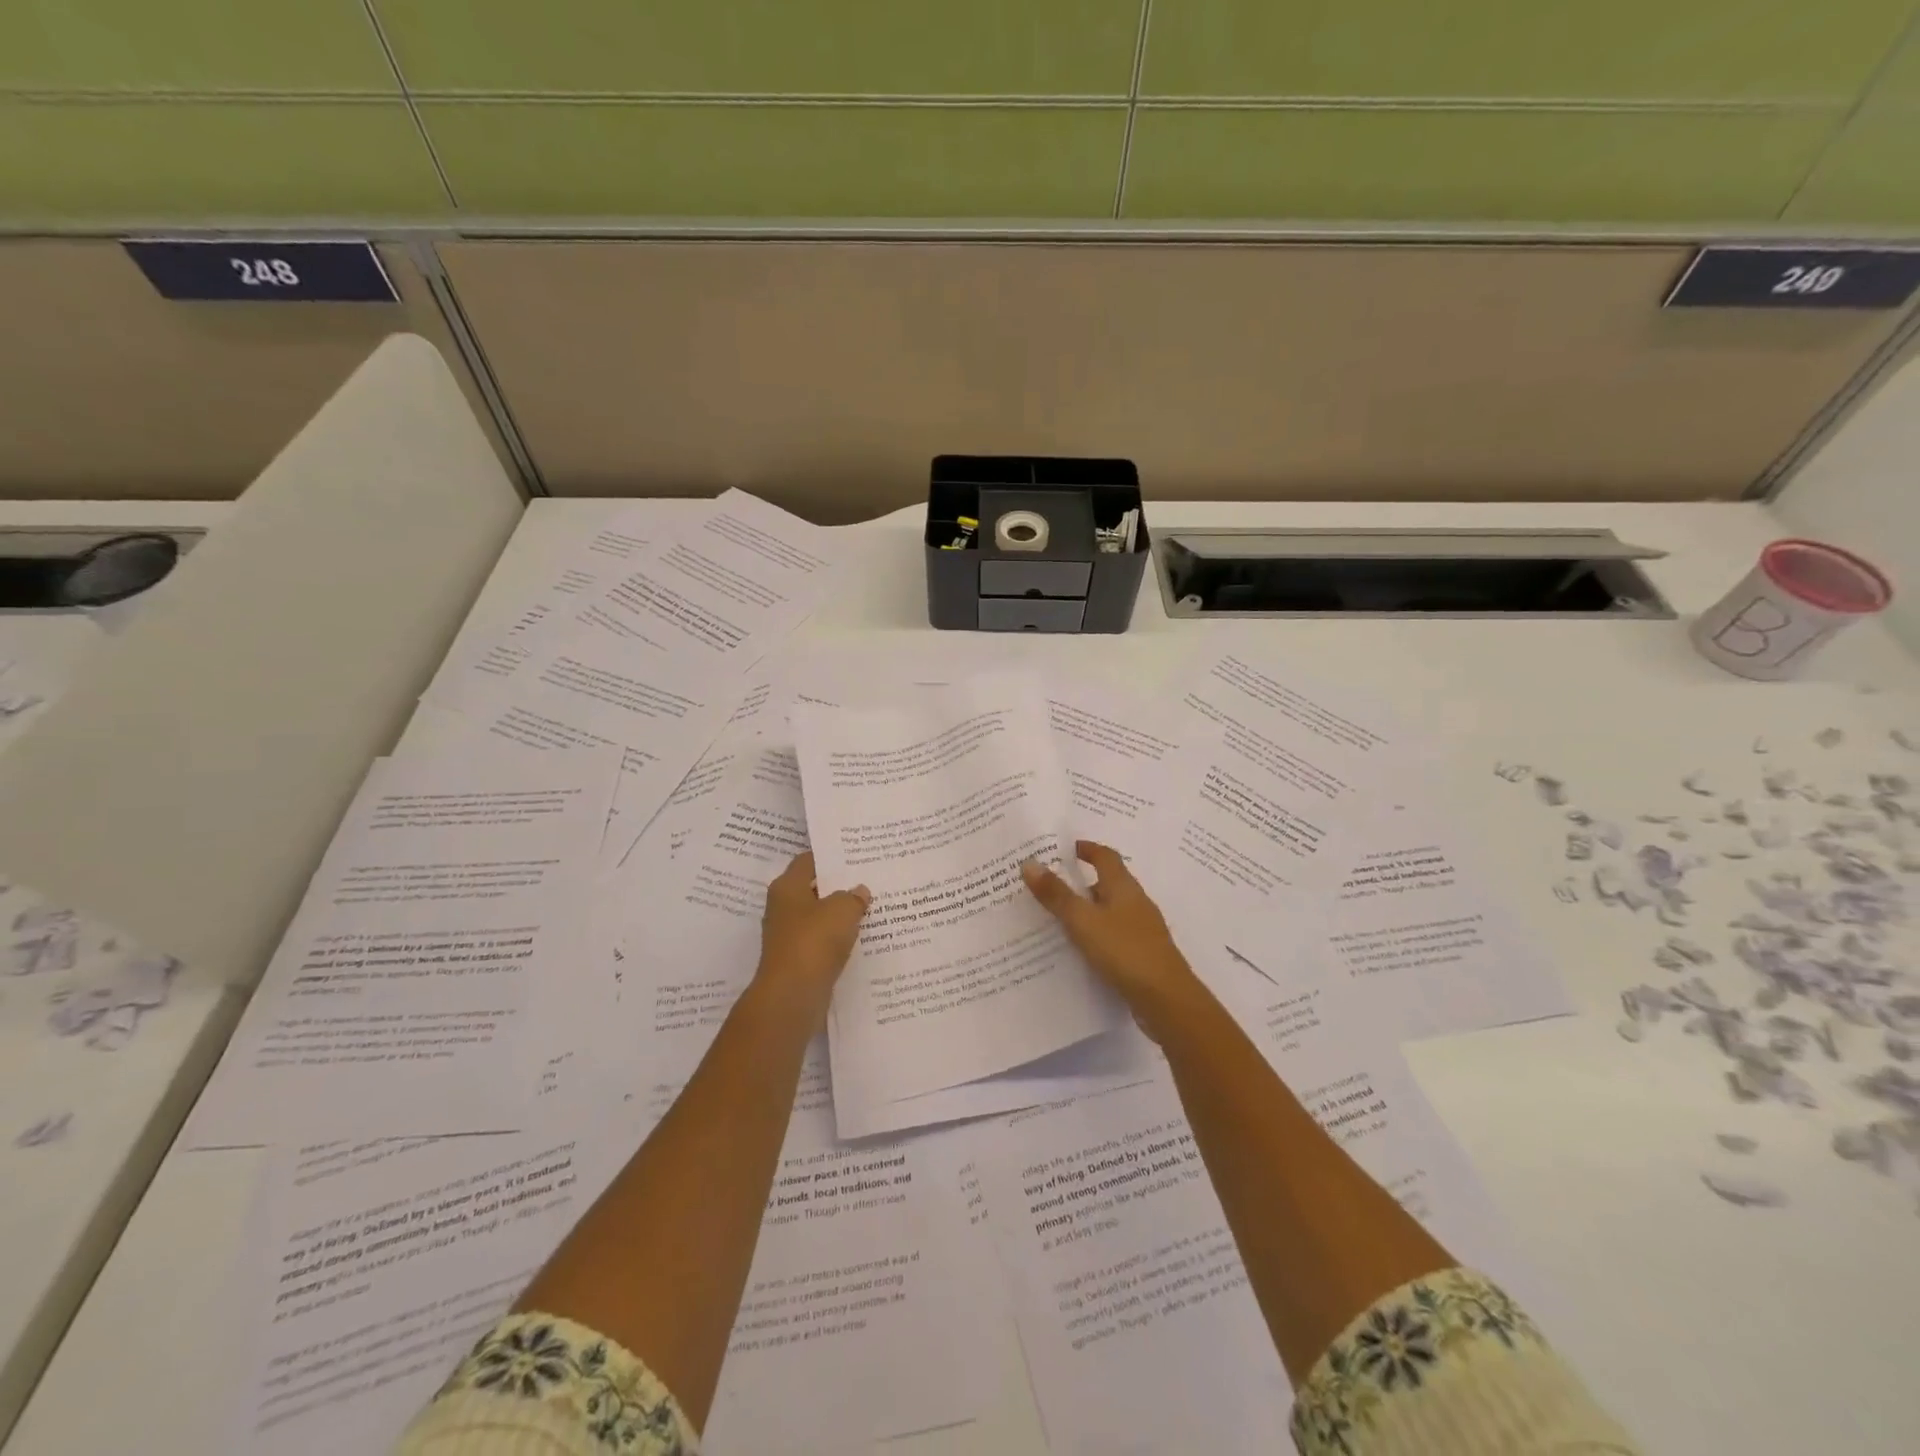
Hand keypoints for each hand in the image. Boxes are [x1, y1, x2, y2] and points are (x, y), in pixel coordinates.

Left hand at [753, 852, 870, 1021]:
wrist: (792, 996)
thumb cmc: (813, 942)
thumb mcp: (842, 910)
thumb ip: (853, 896)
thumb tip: (859, 891)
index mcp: (787, 887)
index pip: (808, 861)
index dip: (830, 856)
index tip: (855, 855)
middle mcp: (783, 909)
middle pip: (814, 889)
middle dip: (839, 887)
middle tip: (869, 880)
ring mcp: (789, 937)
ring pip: (819, 918)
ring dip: (841, 916)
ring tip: (871, 908)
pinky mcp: (798, 961)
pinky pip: (822, 943)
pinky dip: (839, 940)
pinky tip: (862, 939)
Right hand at [1022, 841, 1199, 1034]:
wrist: (1167, 1000)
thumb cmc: (1125, 951)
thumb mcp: (1083, 921)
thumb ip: (1057, 895)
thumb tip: (1030, 863)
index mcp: (1124, 887)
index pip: (1106, 857)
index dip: (1088, 849)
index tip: (1067, 847)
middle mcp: (1136, 903)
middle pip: (1108, 883)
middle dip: (1082, 881)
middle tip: (1052, 884)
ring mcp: (1142, 930)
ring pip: (1110, 911)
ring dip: (1088, 910)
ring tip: (1058, 917)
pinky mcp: (1143, 954)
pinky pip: (1114, 935)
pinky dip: (1096, 934)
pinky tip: (1080, 949)